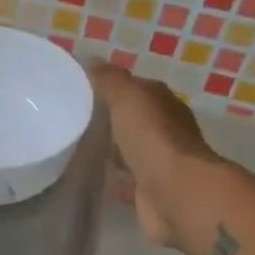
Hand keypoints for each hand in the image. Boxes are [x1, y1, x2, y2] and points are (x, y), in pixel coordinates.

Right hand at [89, 64, 218, 247]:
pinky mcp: (151, 193)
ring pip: (132, 152)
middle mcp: (167, 132)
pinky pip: (128, 182)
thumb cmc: (153, 138)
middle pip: (136, 122)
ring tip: (80, 150)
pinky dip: (115, 180)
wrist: (175, 193)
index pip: (139, 90)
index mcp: (164, 105)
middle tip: (78, 121)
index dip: (115, 88)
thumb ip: (110, 80)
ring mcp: (160, 164)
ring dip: (114, 152)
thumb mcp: (128, 98)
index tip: (85, 90)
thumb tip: (92, 60)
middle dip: (113, 121)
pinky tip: (93, 180)